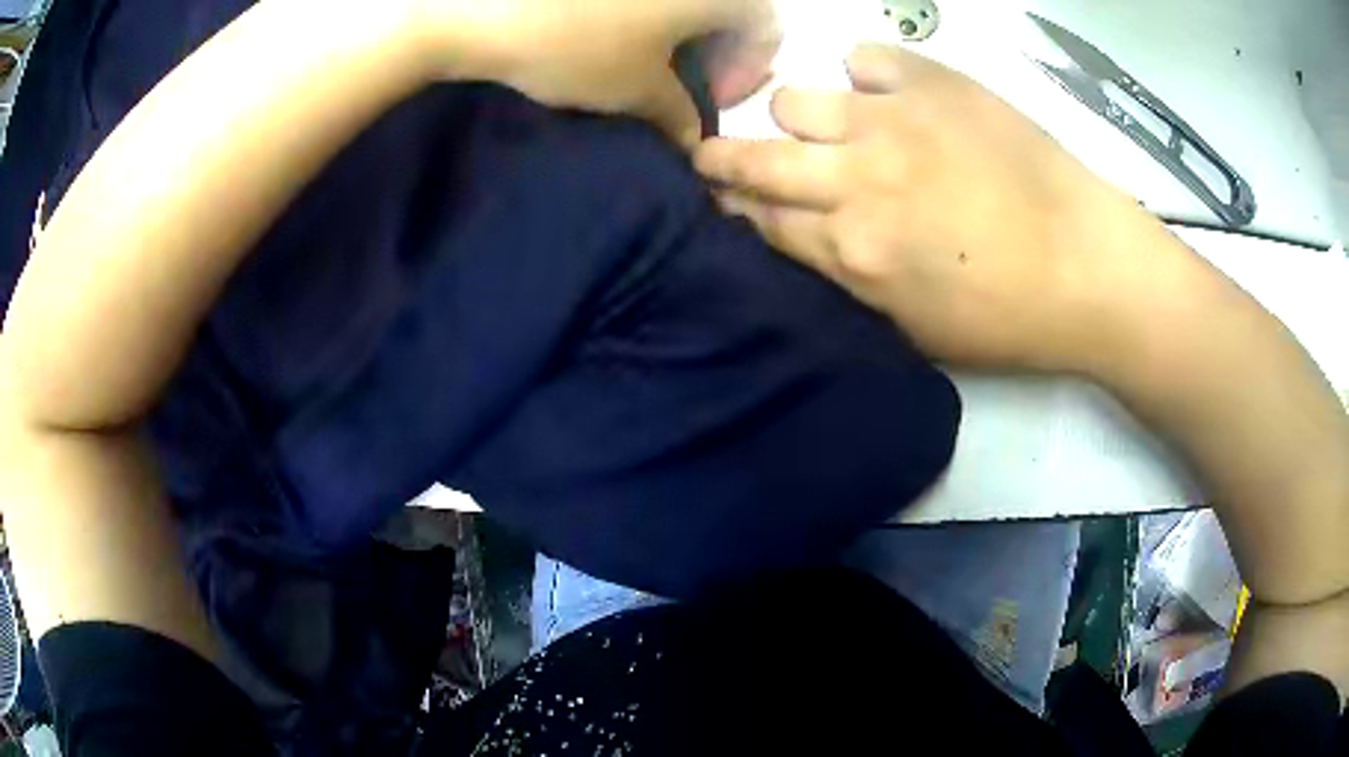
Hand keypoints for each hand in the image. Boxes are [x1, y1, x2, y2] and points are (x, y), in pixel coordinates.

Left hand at [414, 0, 779, 148]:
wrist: (480, 9)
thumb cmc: (577, 46)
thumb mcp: (637, 90)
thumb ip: (679, 116)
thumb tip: (695, 141)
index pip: (766, 29)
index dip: (746, 71)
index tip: (707, 98)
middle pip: (730, 7)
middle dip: (713, 49)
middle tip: (676, 83)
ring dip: (677, 30)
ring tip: (640, 61)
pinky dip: (644, 12)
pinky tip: (610, 33)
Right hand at [695, 43, 1177, 372]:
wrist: (1089, 266)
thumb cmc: (1008, 317)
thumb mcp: (915, 330)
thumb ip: (848, 283)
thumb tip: (807, 241)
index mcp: (853, 251)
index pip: (758, 221)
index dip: (729, 210)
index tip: (719, 203)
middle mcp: (855, 179)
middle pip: (753, 158)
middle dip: (718, 159)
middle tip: (711, 156)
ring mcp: (892, 121)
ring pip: (793, 100)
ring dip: (800, 119)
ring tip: (831, 129)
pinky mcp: (933, 83)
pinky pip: (864, 57)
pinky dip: (866, 74)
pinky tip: (888, 95)